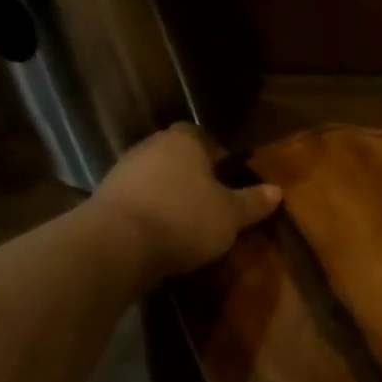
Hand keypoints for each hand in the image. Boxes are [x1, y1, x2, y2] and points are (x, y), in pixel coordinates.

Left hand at [91, 124, 281, 280]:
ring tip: (191, 225)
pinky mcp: (105, 203)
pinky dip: (151, 216)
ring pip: (156, 181)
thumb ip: (253, 202)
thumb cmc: (184, 217)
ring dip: (170, 198)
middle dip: (194, 177)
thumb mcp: (231, 214)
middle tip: (214, 202)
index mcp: (183, 141)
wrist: (117, 245)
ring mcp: (122, 174)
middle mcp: (150, 148)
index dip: (217, 155)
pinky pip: (138, 204)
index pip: (202, 136)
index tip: (229, 177)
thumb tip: (277, 191)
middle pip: (177, 158)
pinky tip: (164, 237)